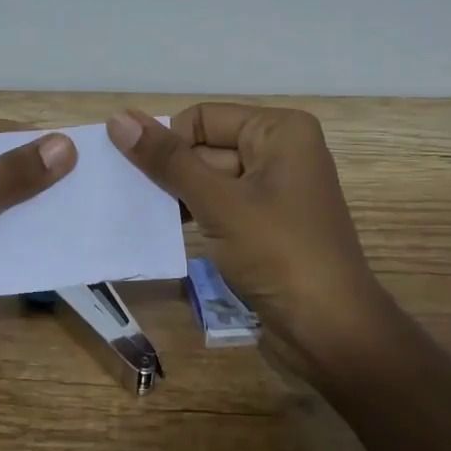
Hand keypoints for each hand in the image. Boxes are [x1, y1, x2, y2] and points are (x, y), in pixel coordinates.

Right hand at [108, 105, 388, 373]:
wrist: (332, 333)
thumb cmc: (279, 254)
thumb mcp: (219, 204)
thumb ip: (168, 161)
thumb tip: (118, 118)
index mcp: (280, 131)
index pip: (203, 118)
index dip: (170, 144)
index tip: (142, 178)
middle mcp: (281, 150)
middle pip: (206, 147)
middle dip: (172, 172)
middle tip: (133, 198)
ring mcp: (276, 190)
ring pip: (210, 179)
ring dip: (180, 196)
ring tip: (148, 216)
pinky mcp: (268, 223)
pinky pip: (222, 205)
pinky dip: (197, 215)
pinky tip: (171, 232)